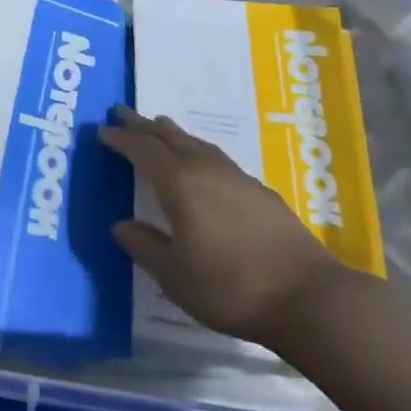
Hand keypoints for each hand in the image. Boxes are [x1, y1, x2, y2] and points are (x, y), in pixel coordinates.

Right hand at [101, 108, 346, 345]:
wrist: (308, 297)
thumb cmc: (230, 287)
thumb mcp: (175, 276)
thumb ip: (144, 247)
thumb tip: (120, 225)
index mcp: (178, 182)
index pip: (142, 149)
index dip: (120, 139)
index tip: (102, 131)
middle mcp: (205, 169)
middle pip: (168, 136)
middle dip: (142, 124)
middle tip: (121, 112)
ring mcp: (236, 177)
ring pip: (196, 143)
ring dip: (173, 133)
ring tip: (160, 127)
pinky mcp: (261, 192)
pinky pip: (217, 158)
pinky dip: (198, 152)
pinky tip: (204, 166)